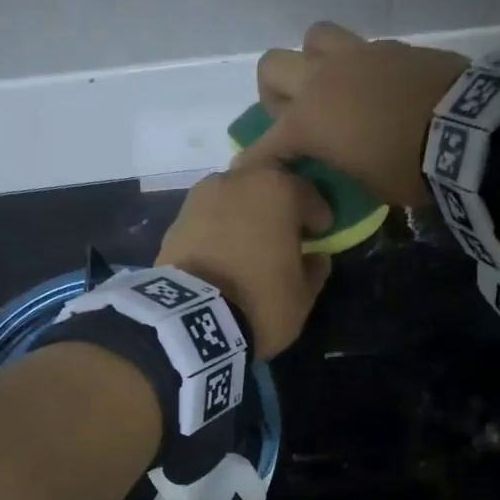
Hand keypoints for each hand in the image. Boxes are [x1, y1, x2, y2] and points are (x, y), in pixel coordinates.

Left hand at [156, 165, 333, 357]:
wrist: (192, 319)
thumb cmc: (261, 301)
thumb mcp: (303, 295)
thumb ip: (314, 269)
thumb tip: (315, 257)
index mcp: (279, 189)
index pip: (308, 194)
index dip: (318, 216)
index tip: (321, 234)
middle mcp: (239, 180)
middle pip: (267, 183)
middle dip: (279, 202)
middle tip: (285, 229)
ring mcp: (203, 195)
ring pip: (235, 195)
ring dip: (246, 212)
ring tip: (251, 241)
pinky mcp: (177, 219)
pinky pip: (210, 216)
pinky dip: (221, 227)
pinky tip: (225, 251)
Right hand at [245, 21, 469, 207]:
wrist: (464, 130)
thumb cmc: (408, 170)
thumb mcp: (366, 185)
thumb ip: (338, 167)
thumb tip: (335, 162)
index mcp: (309, 121)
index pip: (266, 143)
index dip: (253, 162)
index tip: (244, 173)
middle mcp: (322, 80)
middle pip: (272, 67)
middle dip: (275, 93)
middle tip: (295, 117)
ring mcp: (357, 55)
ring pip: (313, 38)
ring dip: (314, 61)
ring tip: (334, 88)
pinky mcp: (391, 47)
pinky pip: (361, 48)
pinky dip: (359, 68)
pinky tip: (377, 89)